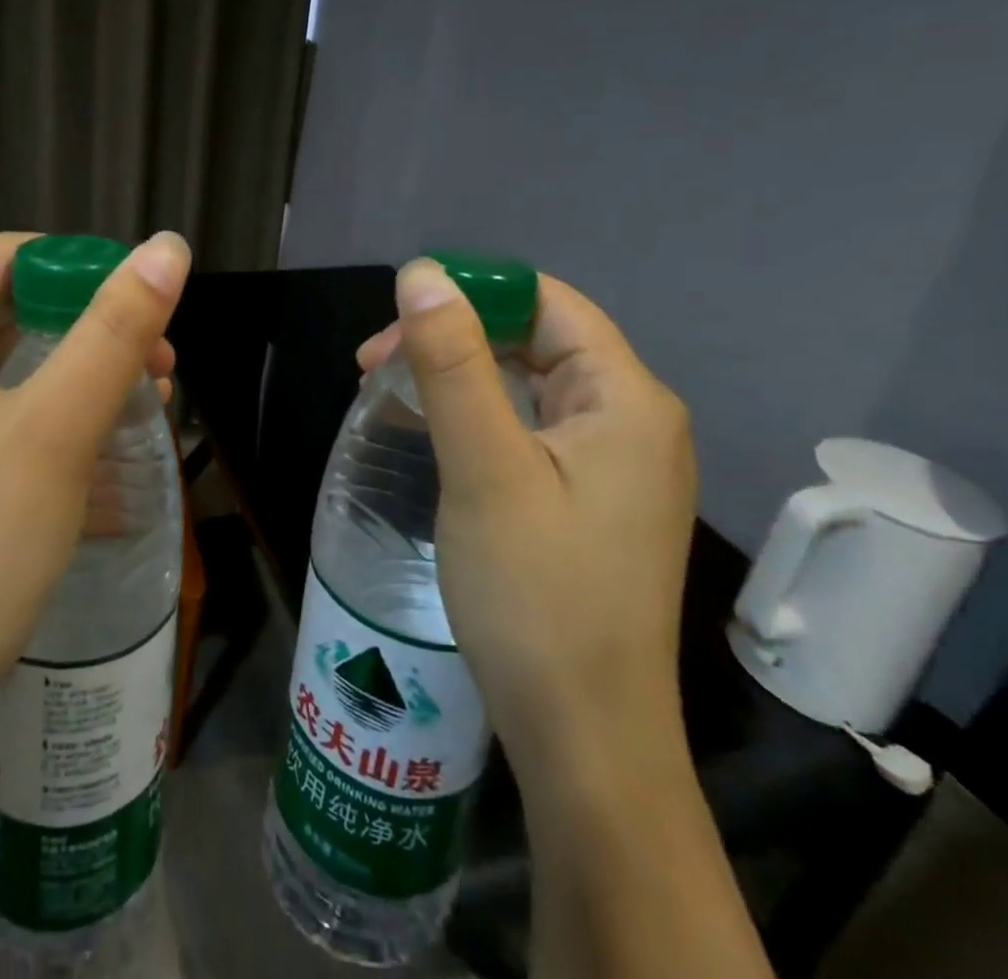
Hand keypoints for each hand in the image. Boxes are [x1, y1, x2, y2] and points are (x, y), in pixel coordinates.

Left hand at [0, 230, 189, 729]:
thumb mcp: (56, 428)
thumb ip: (115, 330)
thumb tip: (168, 246)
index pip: (7, 258)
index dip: (85, 272)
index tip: (148, 315)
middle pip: (7, 311)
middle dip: (90, 334)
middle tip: (158, 372)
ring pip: (4, 368)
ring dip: (77, 381)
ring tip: (143, 410)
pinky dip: (46, 422)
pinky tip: (99, 456)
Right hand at [362, 261, 696, 778]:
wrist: (584, 736)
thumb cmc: (535, 594)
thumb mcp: (484, 467)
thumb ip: (453, 362)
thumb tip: (422, 272)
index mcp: (625, 398)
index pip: (546, 301)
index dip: (471, 292)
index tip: (395, 320)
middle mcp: (632, 420)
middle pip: (536, 339)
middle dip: (453, 336)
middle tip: (374, 364)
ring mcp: (614, 463)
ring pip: (528, 383)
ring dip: (458, 375)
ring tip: (391, 392)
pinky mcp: (590, 498)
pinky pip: (530, 427)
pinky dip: (477, 415)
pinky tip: (434, 432)